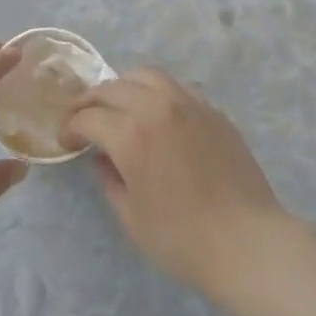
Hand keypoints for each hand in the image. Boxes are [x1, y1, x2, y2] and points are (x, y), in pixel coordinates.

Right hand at [62, 69, 290, 300]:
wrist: (246, 241)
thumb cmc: (183, 239)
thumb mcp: (132, 218)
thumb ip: (110, 180)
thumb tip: (102, 158)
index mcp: (131, 134)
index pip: (89, 117)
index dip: (72, 127)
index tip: (68, 140)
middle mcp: (156, 107)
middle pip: (113, 87)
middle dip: (92, 101)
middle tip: (84, 117)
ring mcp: (187, 103)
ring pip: (146, 75)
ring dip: (124, 85)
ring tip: (119, 104)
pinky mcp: (211, 109)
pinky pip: (175, 86)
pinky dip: (156, 91)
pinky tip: (156, 111)